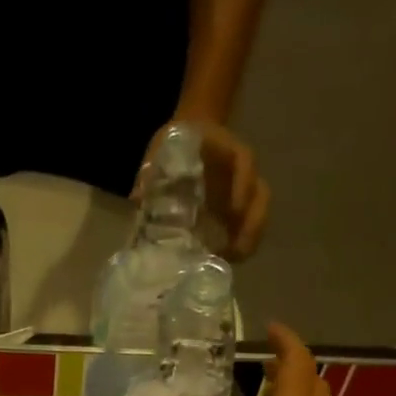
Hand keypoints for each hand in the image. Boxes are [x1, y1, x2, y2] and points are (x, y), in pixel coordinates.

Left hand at [139, 119, 269, 258]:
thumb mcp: (162, 149)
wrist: (189, 135)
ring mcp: (242, 189)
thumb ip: (152, 171)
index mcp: (225, 148)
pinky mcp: (237, 207)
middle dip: (252, 222)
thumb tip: (136, 198)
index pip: (243, 161)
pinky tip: (228, 259)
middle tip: (237, 250)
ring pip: (258, 212)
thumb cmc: (174, 144)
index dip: (243, 184)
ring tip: (235, 260)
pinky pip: (248, 224)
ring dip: (250, 237)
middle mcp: (240, 170)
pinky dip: (242, 242)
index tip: (234, 210)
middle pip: (259, 194)